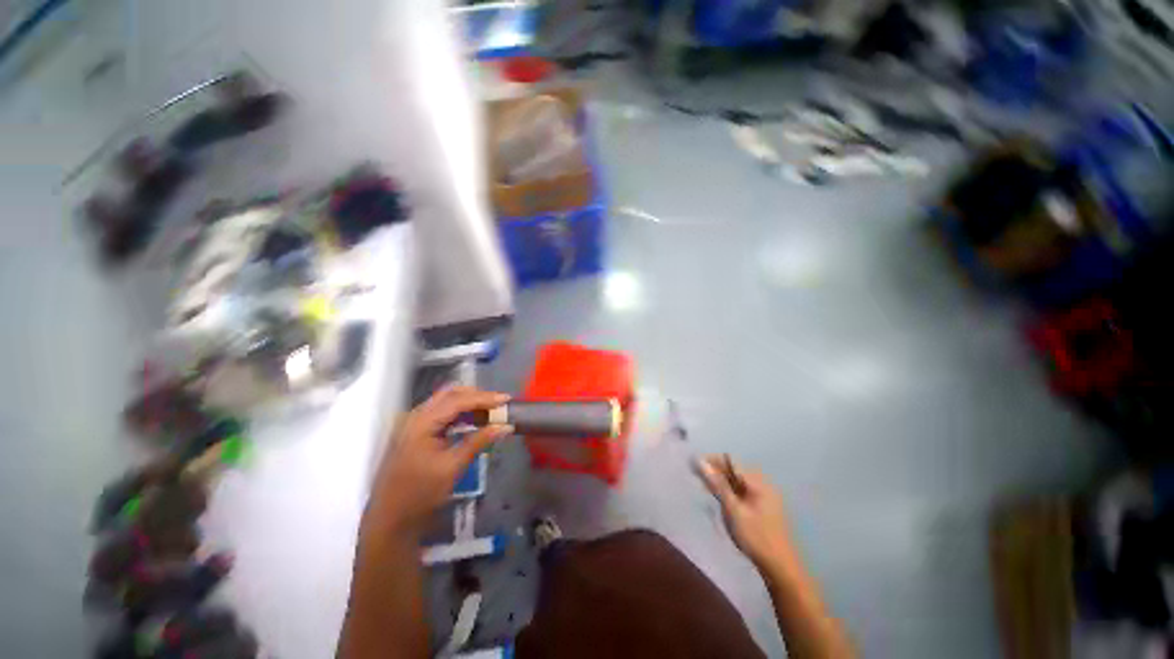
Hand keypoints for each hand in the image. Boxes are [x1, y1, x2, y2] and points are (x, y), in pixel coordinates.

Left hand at [366, 386, 512, 538]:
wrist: (390, 520)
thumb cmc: (420, 494)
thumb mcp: (453, 467)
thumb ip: (479, 441)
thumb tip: (505, 426)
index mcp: (422, 422)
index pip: (458, 400)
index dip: (484, 397)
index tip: (506, 399)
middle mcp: (416, 416)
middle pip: (450, 394)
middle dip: (477, 395)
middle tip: (498, 404)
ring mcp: (414, 424)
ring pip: (446, 401)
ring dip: (469, 403)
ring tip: (491, 411)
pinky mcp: (417, 433)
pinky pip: (442, 414)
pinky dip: (461, 413)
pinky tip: (474, 421)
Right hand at [697, 455, 794, 570]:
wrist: (780, 567)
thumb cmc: (755, 537)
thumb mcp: (733, 510)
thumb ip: (717, 485)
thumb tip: (700, 461)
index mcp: (757, 482)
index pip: (730, 462)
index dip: (711, 460)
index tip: (694, 465)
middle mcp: (762, 484)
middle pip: (734, 470)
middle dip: (715, 471)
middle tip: (697, 477)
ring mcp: (763, 495)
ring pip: (737, 481)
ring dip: (721, 481)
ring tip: (705, 487)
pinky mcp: (761, 506)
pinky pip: (741, 491)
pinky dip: (729, 491)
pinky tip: (720, 498)